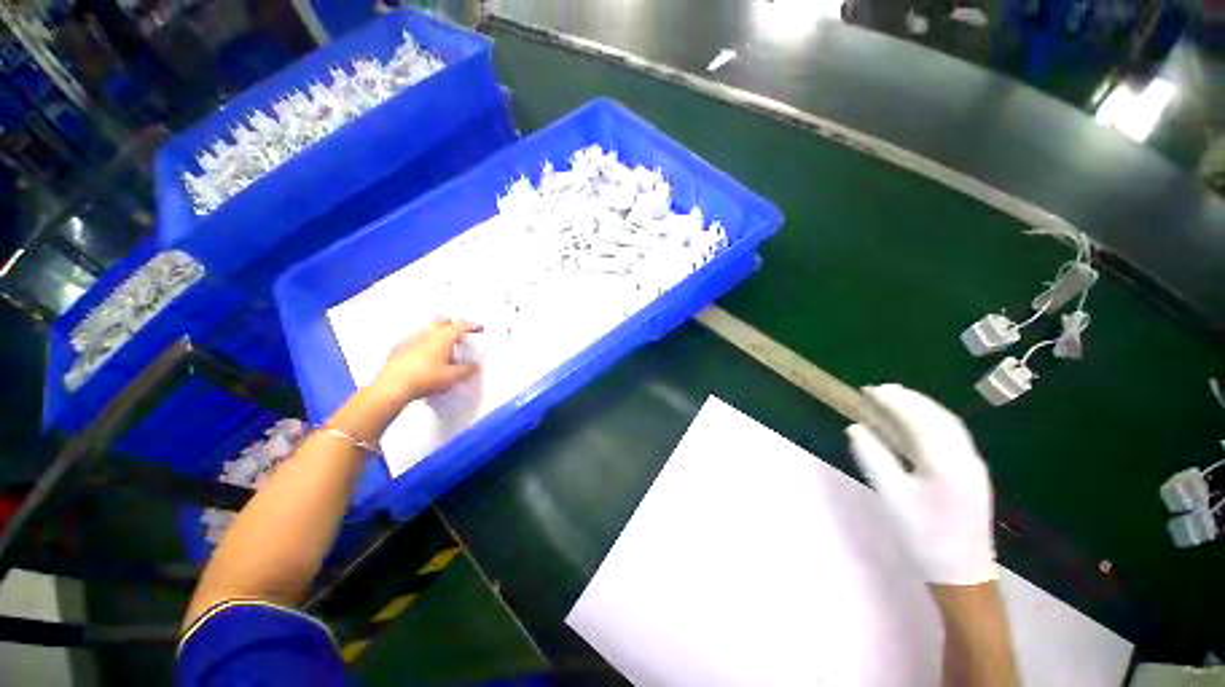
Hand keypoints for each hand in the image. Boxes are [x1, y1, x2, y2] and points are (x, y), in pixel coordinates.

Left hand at [371, 318, 481, 404]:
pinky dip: (423, 344)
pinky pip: (414, 341)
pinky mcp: (398, 349)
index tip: (478, 329)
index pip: (461, 326)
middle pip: (442, 321)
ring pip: (427, 330)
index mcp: (443, 338)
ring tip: (443, 348)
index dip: (471, 326)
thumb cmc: (426, 378)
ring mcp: (411, 340)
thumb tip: (475, 366)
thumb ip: (466, 370)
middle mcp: (427, 334)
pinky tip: (423, 357)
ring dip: (437, 334)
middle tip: (459, 334)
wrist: (393, 386)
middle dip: (452, 324)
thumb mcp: (452, 377)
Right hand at [846, 384, 996, 585]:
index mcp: (944, 463)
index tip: (869, 390)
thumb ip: (873, 457)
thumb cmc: (922, 535)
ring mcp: (973, 464)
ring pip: (949, 423)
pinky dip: (933, 419)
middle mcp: (964, 457)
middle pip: (937, 416)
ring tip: (897, 398)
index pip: (917, 419)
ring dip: (922, 405)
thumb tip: (856, 428)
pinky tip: (919, 421)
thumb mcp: (891, 496)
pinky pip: (954, 434)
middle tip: (880, 389)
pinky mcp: (973, 472)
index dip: (892, 400)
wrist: (963, 573)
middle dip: (908, 398)